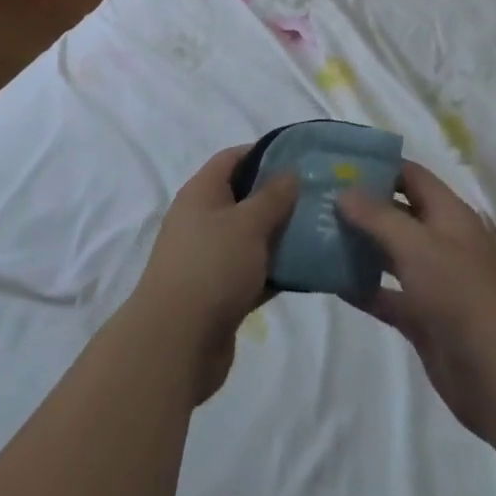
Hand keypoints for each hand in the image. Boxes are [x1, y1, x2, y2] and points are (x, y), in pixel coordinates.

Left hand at [124, 146, 299, 405]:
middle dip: (277, 197)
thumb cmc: (212, 267)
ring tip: (318, 232)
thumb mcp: (247, 224)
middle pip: (243, 197)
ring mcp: (209, 257)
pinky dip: (274, 270)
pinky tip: (306, 272)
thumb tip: (290, 171)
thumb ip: (272, 197)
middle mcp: (202, 219)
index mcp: (201, 192)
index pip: (231, 158)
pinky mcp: (219, 293)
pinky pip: (252, 272)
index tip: (298, 157)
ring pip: (250, 238)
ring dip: (279, 236)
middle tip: (315, 198)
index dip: (262, 153)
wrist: (177, 342)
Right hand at [336, 160, 495, 440]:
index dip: (377, 165)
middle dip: (361, 204)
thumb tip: (343, 191)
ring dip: (358, 244)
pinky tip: (331, 280)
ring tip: (317, 232)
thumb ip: (377, 215)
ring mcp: (432, 281)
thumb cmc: (462, 295)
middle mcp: (441, 241)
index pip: (410, 175)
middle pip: (396, 212)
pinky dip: (362, 287)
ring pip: (389, 253)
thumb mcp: (417, 245)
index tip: (338, 162)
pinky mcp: (423, 318)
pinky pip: (386, 294)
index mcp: (449, 214)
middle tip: (319, 196)